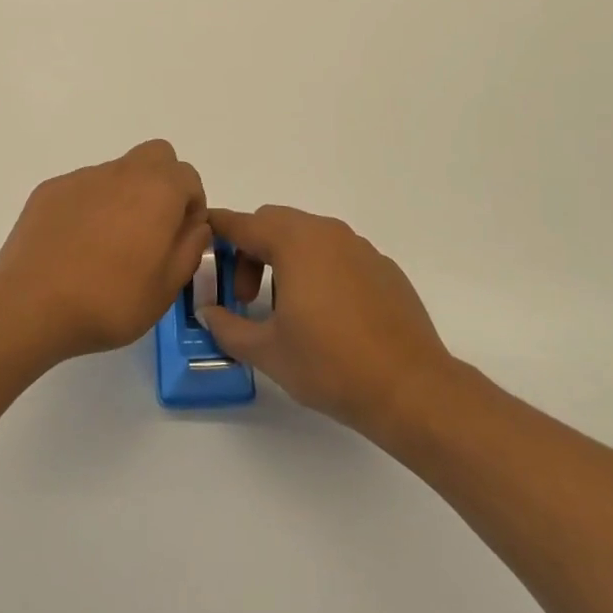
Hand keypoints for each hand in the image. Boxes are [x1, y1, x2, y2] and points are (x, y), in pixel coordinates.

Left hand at [0, 140, 209, 363]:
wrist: (31, 304)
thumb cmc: (109, 300)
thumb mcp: (166, 287)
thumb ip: (189, 248)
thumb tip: (193, 224)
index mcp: (157, 191)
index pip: (188, 177)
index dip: (191, 206)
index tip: (179, 238)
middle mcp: (121, 172)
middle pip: (155, 157)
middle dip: (162, 184)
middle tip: (151, 228)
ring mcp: (81, 178)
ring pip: (117, 173)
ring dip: (123, 196)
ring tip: (106, 246)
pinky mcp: (50, 190)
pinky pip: (82, 189)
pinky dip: (88, 207)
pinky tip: (75, 245)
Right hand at [200, 206, 458, 440]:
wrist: (412, 389)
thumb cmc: (331, 365)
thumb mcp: (268, 351)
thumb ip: (228, 327)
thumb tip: (208, 312)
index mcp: (295, 243)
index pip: (242, 224)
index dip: (216, 230)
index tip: (200, 242)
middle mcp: (328, 233)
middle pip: (274, 223)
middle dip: (250, 251)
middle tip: (245, 297)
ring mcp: (360, 248)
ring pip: (307, 236)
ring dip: (283, 259)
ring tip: (284, 308)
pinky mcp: (383, 268)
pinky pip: (337, 254)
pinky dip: (317, 269)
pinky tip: (325, 315)